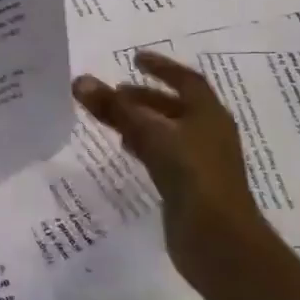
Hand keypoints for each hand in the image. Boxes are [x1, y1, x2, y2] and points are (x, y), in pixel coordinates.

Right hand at [72, 50, 270, 286]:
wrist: (218, 240)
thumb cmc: (191, 174)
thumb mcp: (150, 134)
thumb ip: (116, 109)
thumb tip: (80, 81)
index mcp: (209, 114)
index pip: (186, 80)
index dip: (161, 67)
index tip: (135, 59)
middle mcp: (209, 134)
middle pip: (176, 107)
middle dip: (146, 97)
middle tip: (115, 92)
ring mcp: (201, 163)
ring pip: (168, 133)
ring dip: (143, 122)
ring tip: (113, 118)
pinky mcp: (191, 188)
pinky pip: (164, 156)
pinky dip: (145, 147)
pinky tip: (127, 150)